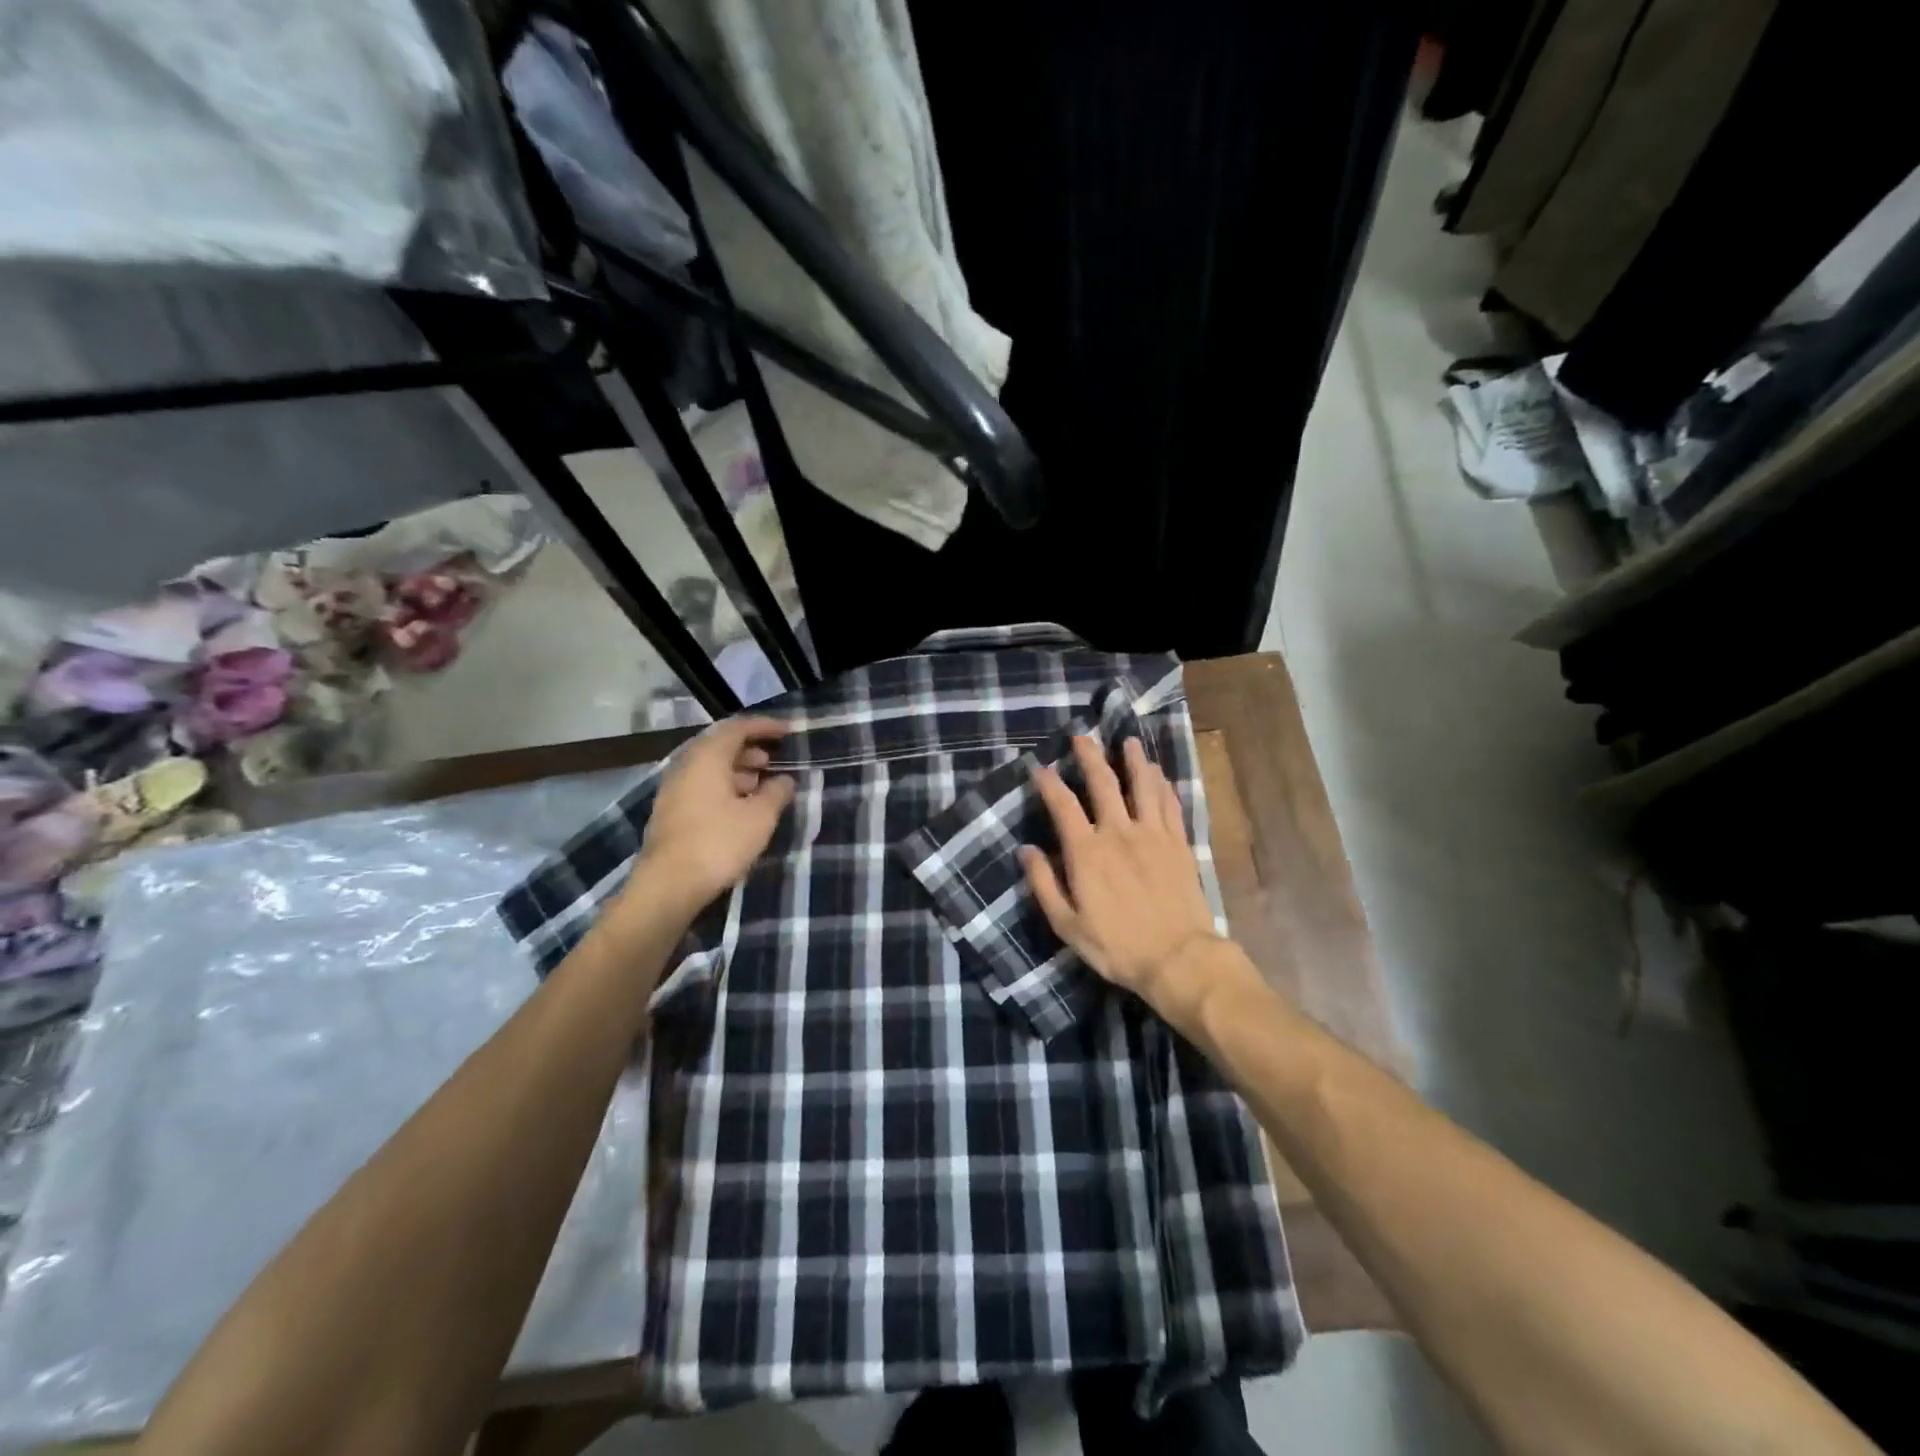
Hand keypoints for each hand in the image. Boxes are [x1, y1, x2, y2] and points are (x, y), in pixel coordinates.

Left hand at [634, 716, 795, 912]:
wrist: (668, 885)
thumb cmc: (719, 843)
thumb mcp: (760, 817)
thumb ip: (776, 792)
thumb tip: (785, 780)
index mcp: (707, 757)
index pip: (737, 727)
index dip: (765, 726)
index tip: (789, 731)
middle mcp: (686, 765)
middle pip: (720, 745)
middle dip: (751, 748)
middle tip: (775, 760)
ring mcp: (674, 789)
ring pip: (710, 767)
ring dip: (738, 769)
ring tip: (762, 784)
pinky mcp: (670, 811)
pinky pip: (702, 786)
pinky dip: (725, 786)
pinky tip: (741, 806)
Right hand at [1020, 736, 1237, 1026]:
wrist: (1178, 958)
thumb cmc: (1117, 946)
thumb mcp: (1067, 925)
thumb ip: (1044, 884)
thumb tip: (1026, 850)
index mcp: (1087, 851)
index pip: (1063, 805)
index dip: (1050, 782)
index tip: (1040, 766)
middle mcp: (1119, 832)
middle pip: (1103, 783)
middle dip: (1090, 756)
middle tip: (1082, 737)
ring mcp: (1153, 835)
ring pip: (1143, 786)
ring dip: (1134, 761)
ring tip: (1129, 742)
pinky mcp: (1179, 844)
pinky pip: (1171, 805)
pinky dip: (1163, 786)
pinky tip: (1160, 775)